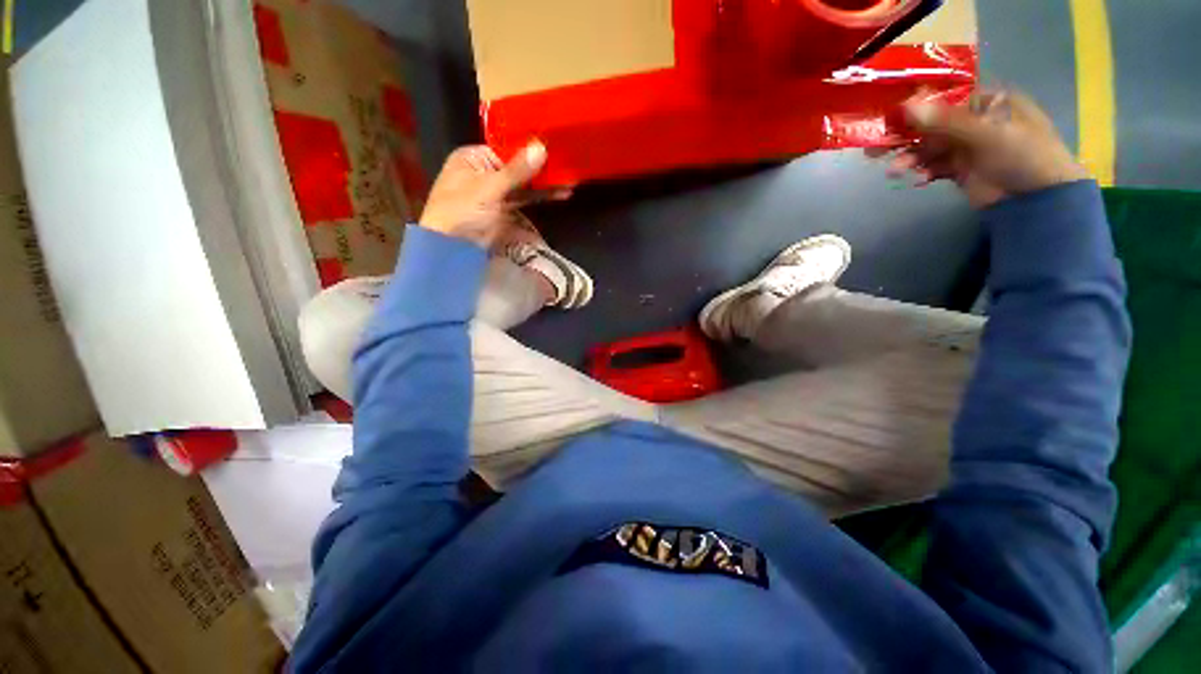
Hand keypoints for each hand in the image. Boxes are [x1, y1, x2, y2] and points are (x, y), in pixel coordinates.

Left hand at [418, 142, 563, 247]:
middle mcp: (485, 171)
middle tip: (567, 164)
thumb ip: (517, 170)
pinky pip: (524, 200)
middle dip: (541, 168)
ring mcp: (495, 192)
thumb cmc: (462, 210)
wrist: (452, 247)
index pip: (506, 148)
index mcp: (473, 158)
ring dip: (544, 184)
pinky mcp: (504, 210)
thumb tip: (541, 147)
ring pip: (523, 185)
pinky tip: (559, 193)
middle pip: (517, 167)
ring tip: (570, 180)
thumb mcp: (489, 187)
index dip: (529, 149)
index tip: (553, 146)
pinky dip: (540, 197)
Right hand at [873, 90, 1089, 208]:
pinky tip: (918, 179)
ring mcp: (967, 146)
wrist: (1036, 200)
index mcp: (987, 102)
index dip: (918, 105)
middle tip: (877, 149)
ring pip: (929, 147)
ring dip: (911, 158)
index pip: (946, 97)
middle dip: (907, 137)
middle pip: (932, 124)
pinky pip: (933, 166)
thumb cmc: (1022, 155)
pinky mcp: (960, 168)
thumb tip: (906, 107)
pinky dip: (923, 172)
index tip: (890, 115)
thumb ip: (946, 121)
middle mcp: (975, 120)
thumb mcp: (987, 133)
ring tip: (896, 170)